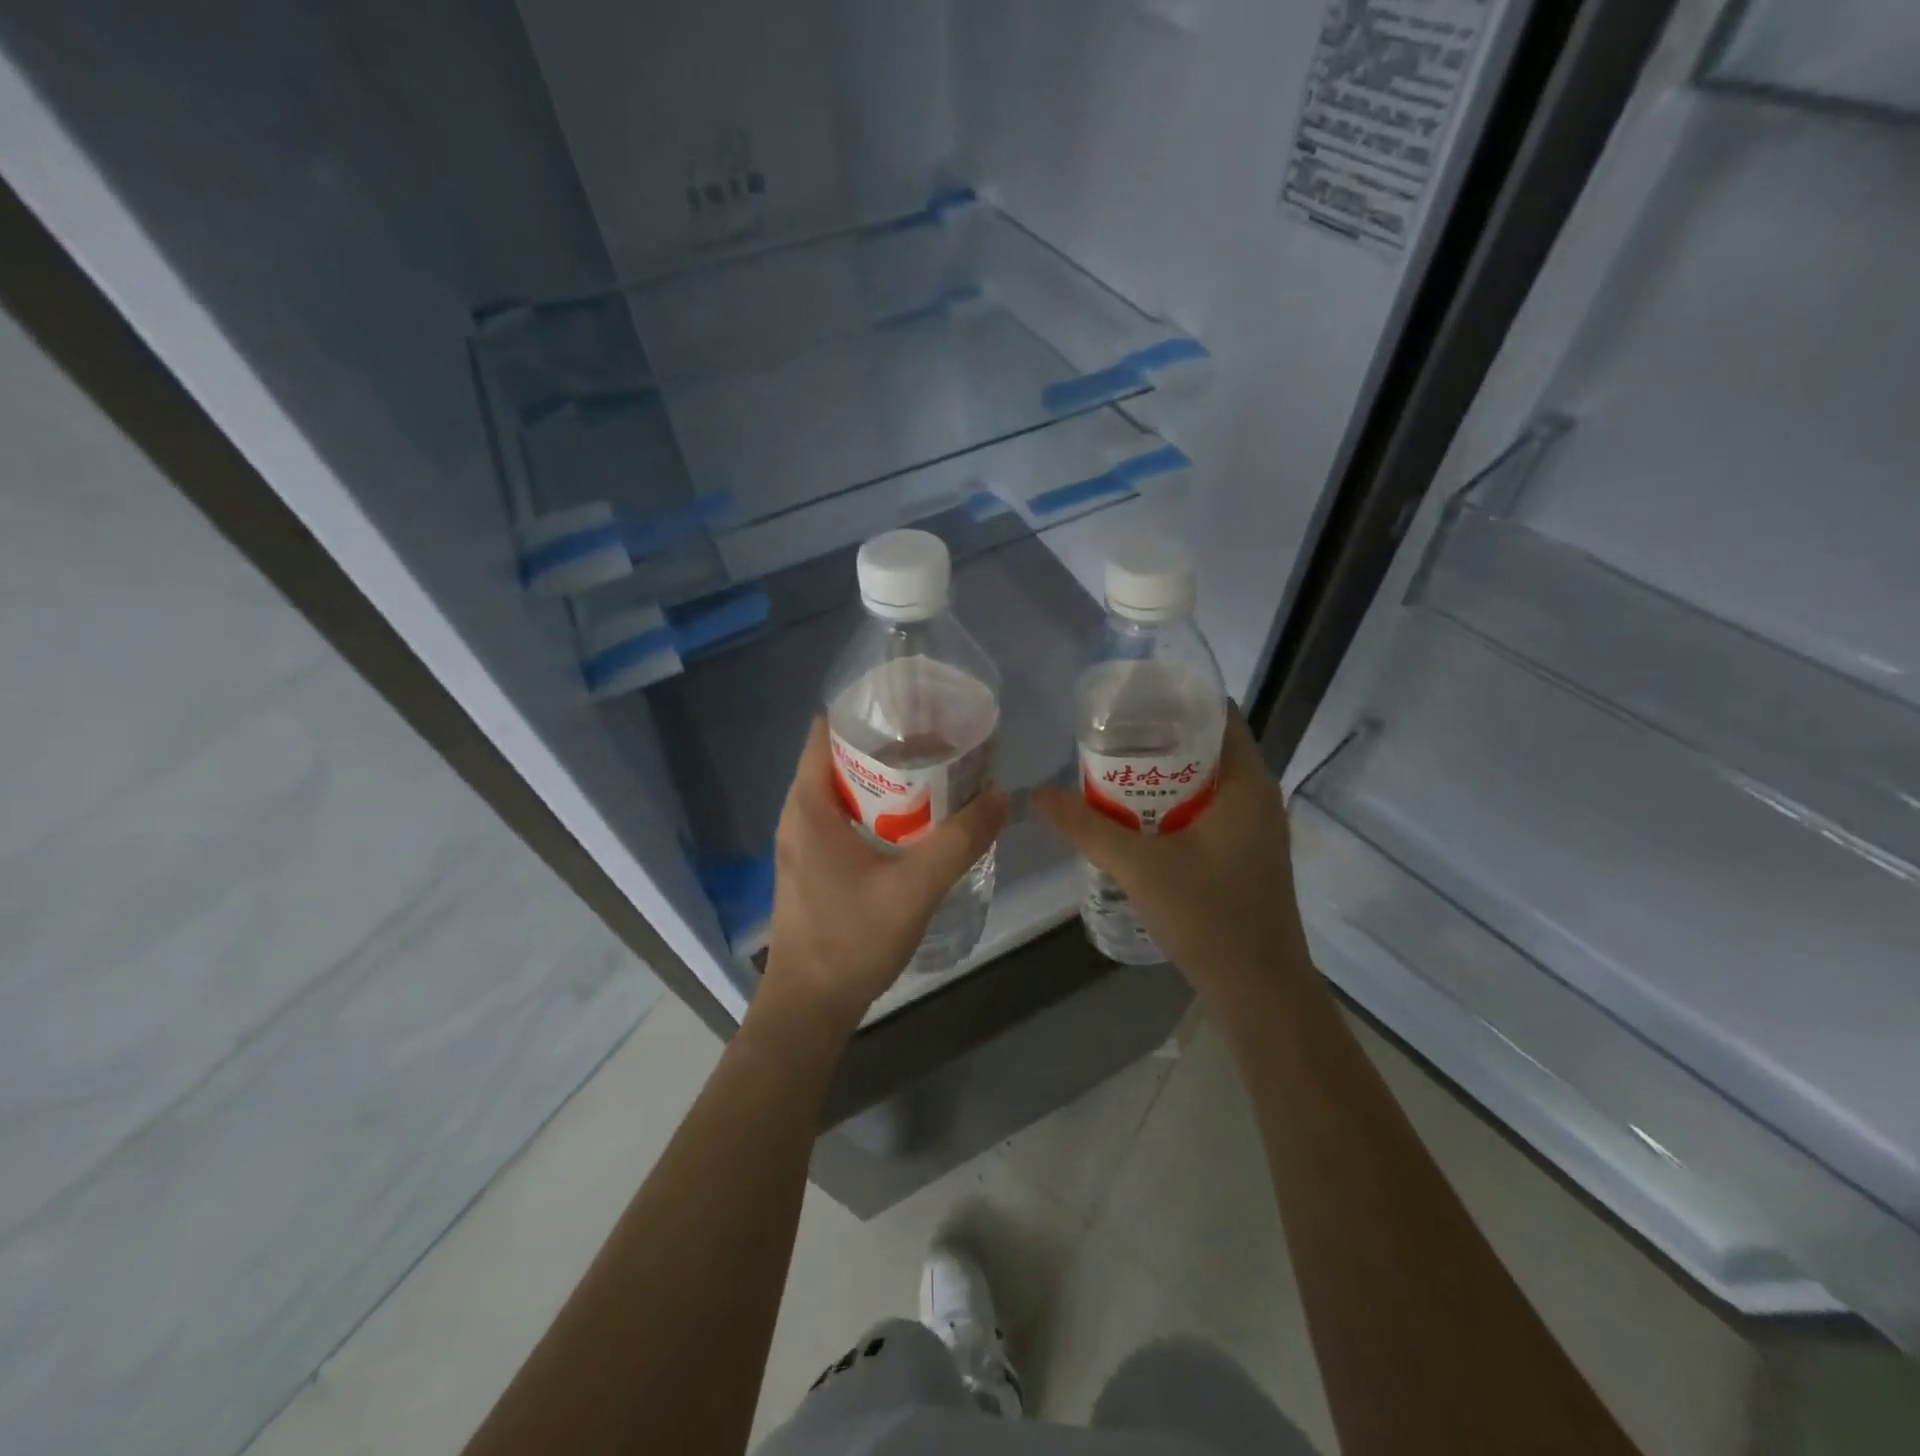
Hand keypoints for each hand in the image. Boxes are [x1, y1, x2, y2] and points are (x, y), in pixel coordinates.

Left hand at [762, 719, 1009, 1030]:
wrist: (809, 1008)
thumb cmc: (851, 939)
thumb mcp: (915, 886)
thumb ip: (961, 841)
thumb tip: (1001, 797)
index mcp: (808, 805)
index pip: (826, 730)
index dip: (868, 712)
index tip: (913, 709)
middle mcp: (798, 815)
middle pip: (840, 758)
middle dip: (889, 747)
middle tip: (940, 743)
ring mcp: (803, 843)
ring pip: (845, 792)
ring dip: (886, 782)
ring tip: (936, 776)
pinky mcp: (813, 867)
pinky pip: (845, 820)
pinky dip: (878, 810)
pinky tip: (915, 824)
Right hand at [1034, 708, 1310, 1009]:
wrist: (1259, 991)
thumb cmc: (1210, 917)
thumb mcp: (1139, 867)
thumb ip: (1086, 827)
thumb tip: (1037, 794)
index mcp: (1246, 782)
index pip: (1215, 713)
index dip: (1173, 697)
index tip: (1127, 700)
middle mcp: (1257, 795)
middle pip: (1205, 745)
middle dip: (1156, 738)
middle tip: (1105, 737)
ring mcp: (1254, 826)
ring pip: (1204, 781)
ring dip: (1162, 775)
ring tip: (1111, 772)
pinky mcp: (1245, 853)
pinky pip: (1207, 809)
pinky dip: (1173, 804)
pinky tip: (1136, 819)